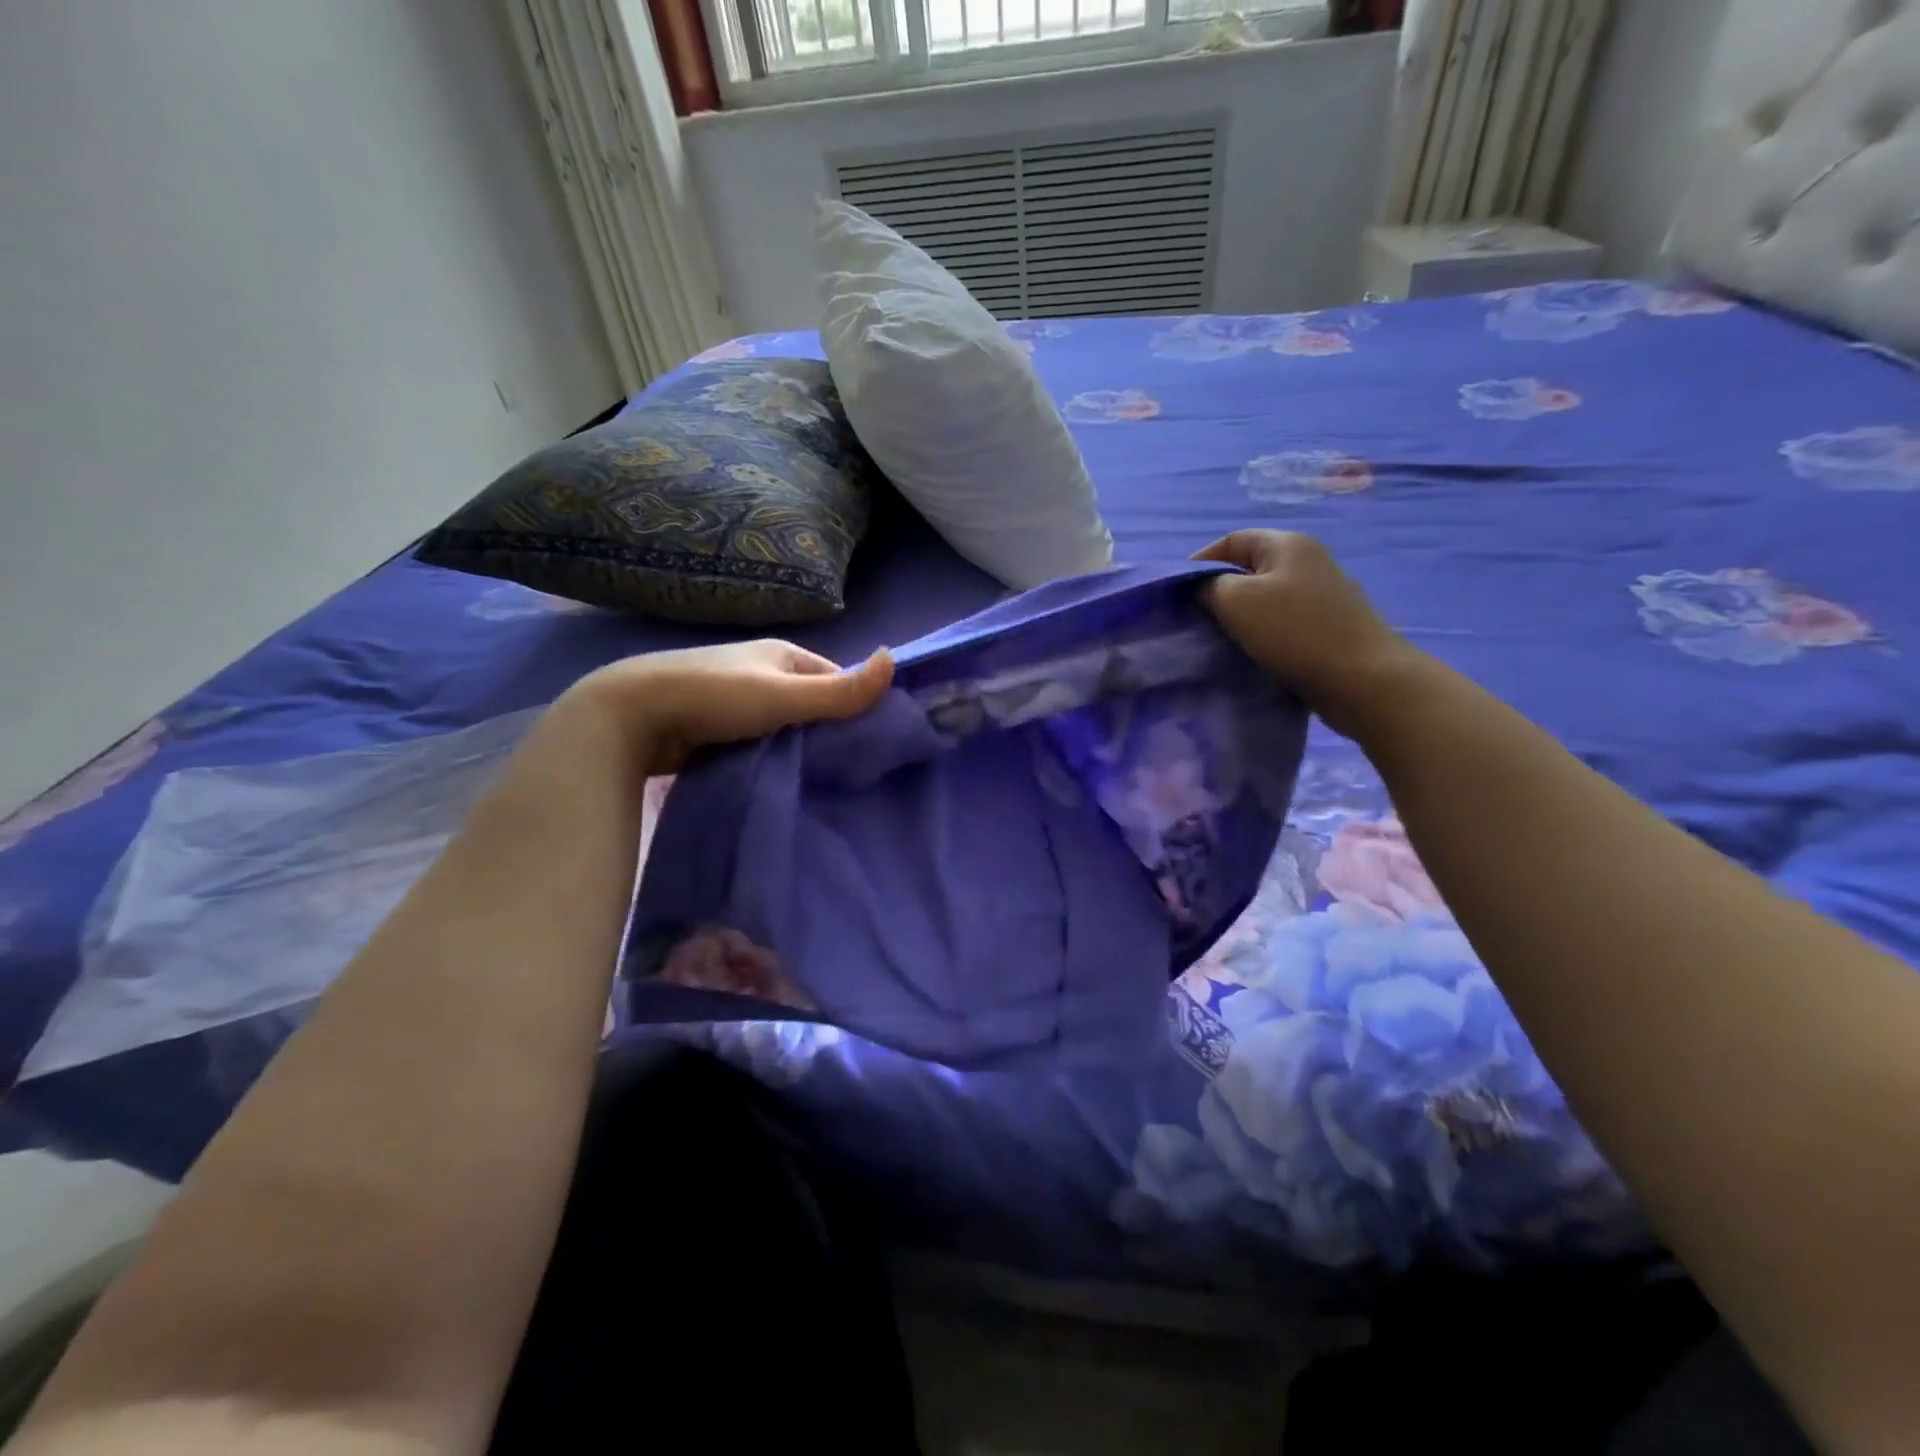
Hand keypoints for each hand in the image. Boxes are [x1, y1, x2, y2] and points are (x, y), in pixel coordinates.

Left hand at [562, 639, 893, 773]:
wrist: (629, 717)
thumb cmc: (714, 697)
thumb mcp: (785, 695)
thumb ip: (840, 691)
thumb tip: (895, 662)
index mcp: (782, 655)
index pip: (834, 679)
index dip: (854, 707)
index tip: (870, 744)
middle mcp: (761, 673)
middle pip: (810, 705)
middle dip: (826, 732)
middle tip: (847, 771)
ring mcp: (735, 702)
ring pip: (783, 727)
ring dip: (796, 749)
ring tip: (817, 782)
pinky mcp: (714, 730)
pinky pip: (757, 744)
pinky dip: (769, 759)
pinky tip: (779, 782)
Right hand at [1195, 530, 1421, 736]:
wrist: (1362, 679)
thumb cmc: (1294, 632)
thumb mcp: (1236, 601)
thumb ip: (1207, 586)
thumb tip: (1198, 586)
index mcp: (1287, 543)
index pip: (1230, 540)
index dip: (1198, 562)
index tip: (1176, 594)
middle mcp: (1308, 559)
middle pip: (1248, 568)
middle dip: (1218, 591)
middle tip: (1194, 619)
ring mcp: (1323, 593)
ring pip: (1265, 596)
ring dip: (1239, 615)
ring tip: (1218, 639)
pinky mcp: (1329, 624)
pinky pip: (1283, 620)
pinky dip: (1261, 632)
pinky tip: (1251, 652)